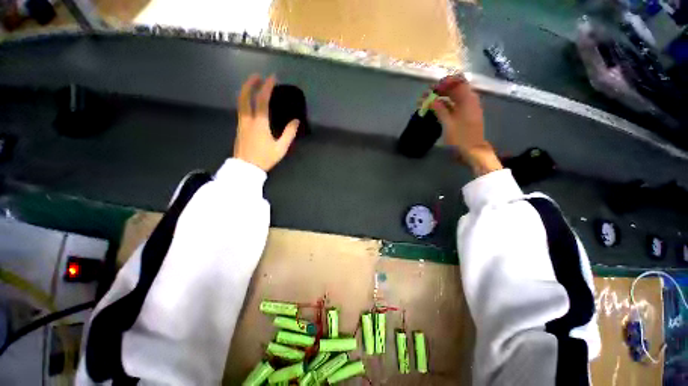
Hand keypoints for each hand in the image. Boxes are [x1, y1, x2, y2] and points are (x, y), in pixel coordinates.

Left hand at [233, 74, 298, 171]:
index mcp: (259, 123)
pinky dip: (245, 99)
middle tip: (258, 76)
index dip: (267, 87)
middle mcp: (248, 119)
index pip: (262, 100)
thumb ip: (289, 133)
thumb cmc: (265, 158)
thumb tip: (296, 121)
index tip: (272, 78)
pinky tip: (251, 101)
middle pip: (245, 96)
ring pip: (240, 101)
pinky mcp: (239, 127)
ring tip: (253, 85)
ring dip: (246, 90)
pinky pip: (241, 108)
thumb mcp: (281, 148)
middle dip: (251, 84)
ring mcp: (241, 122)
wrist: (246, 167)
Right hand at [431, 75, 502, 175]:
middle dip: (442, 90)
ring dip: (443, 98)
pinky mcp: (467, 115)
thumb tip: (431, 100)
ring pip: (456, 97)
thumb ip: (440, 110)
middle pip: (456, 89)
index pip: (457, 83)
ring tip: (430, 103)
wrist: (473, 151)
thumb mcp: (448, 124)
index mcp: (467, 100)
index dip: (444, 83)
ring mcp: (469, 108)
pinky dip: (447, 105)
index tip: (432, 89)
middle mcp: (470, 100)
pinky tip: (438, 110)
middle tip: (428, 96)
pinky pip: (456, 105)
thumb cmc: (460, 138)